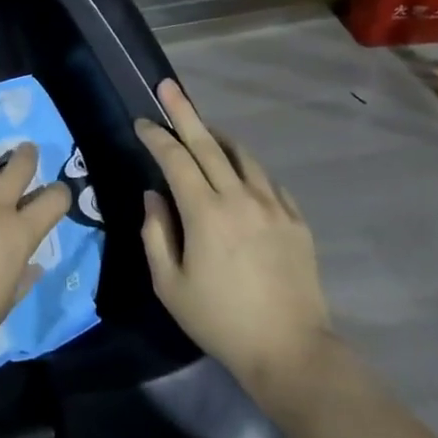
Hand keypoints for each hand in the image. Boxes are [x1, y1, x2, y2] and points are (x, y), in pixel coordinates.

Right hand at [136, 80, 330, 401]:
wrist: (291, 351)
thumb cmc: (220, 321)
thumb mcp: (170, 285)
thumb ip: (155, 234)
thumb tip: (154, 196)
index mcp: (206, 213)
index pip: (175, 159)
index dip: (156, 137)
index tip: (141, 122)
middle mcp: (240, 198)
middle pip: (207, 143)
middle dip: (184, 112)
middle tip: (168, 87)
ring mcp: (273, 205)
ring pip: (242, 156)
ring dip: (218, 137)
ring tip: (203, 130)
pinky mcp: (296, 220)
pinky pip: (267, 180)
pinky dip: (247, 168)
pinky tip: (240, 175)